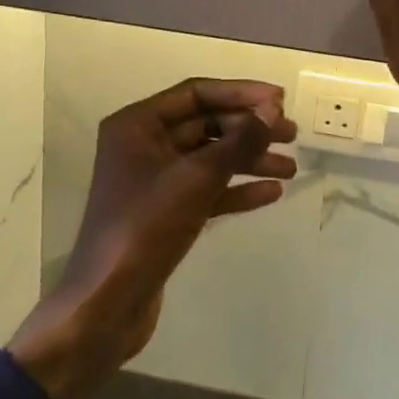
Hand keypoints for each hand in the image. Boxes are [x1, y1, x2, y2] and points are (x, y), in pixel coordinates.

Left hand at [9, 79, 296, 398]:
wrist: (106, 305)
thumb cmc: (146, 228)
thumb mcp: (197, 178)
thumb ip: (239, 140)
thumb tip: (272, 109)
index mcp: (138, 124)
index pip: (197, 93)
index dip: (241, 93)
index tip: (280, 100)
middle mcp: (143, 145)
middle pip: (206, 124)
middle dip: (250, 129)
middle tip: (292, 135)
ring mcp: (154, 180)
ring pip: (210, 158)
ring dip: (249, 159)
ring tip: (290, 168)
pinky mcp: (165, 212)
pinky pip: (207, 188)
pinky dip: (236, 189)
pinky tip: (271, 194)